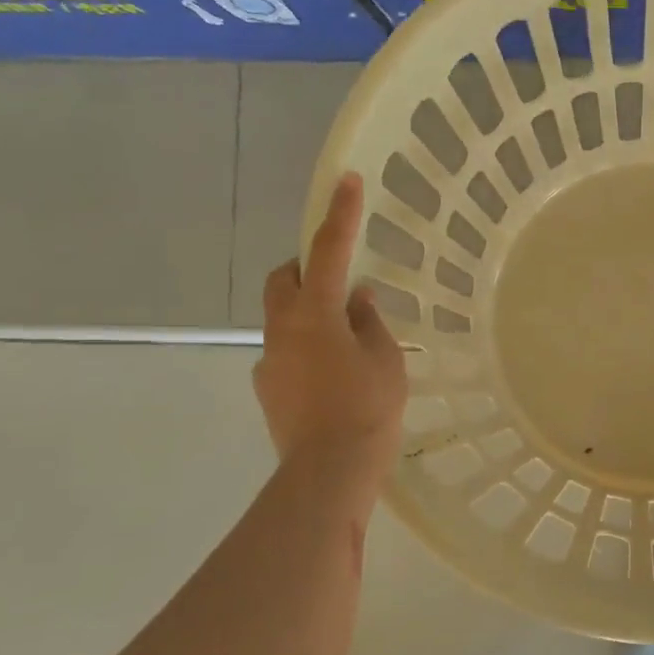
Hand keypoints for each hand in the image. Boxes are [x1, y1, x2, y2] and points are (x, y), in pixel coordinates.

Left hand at [253, 173, 406, 501]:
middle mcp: (282, 330)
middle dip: (305, 267)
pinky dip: (306, 348)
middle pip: (282, 280)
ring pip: (282, 318)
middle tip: (337, 277)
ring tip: (345, 338)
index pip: (328, 251)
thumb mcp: (385, 361)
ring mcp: (270, 361)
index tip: (346, 181)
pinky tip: (332, 376)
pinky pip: (285, 352)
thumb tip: (358, 301)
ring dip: (308, 313)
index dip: (340, 215)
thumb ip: (370, 323)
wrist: (328, 473)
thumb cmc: (367, 410)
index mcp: (315, 315)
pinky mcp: (268, 389)